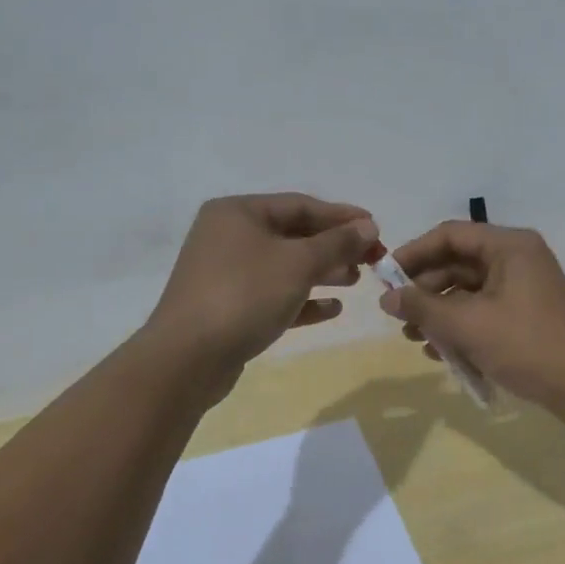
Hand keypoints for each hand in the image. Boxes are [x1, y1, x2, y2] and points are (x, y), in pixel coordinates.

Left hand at [146, 194, 378, 379]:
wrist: (188, 358)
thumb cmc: (245, 295)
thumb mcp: (298, 263)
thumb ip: (337, 243)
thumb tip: (368, 226)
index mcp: (239, 213)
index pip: (300, 205)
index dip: (341, 216)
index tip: (376, 228)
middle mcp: (229, 236)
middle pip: (293, 235)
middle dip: (334, 246)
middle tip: (372, 258)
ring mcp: (226, 274)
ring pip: (285, 266)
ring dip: (323, 272)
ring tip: (357, 281)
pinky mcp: (229, 308)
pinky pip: (274, 295)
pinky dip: (304, 299)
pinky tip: (333, 309)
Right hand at [378, 221, 564, 408]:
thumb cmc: (526, 344)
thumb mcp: (467, 325)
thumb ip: (423, 308)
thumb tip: (386, 298)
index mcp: (509, 246)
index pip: (450, 235)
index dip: (414, 253)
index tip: (385, 277)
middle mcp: (517, 258)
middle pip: (458, 263)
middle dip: (425, 290)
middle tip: (398, 316)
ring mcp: (524, 288)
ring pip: (469, 291)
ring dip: (439, 313)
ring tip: (415, 340)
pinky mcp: (527, 315)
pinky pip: (484, 311)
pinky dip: (461, 327)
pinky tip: (441, 353)